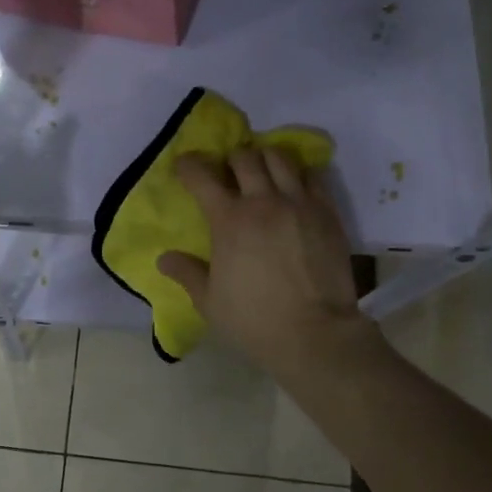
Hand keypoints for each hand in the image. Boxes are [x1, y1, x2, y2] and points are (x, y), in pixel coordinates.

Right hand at [158, 147, 379, 386]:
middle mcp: (263, 201)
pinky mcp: (327, 212)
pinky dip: (299, 173)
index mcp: (229, 220)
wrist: (315, 334)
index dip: (189, 165)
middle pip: (244, 157)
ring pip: (280, 157)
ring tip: (263, 172)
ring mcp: (299, 203)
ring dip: (266, 158)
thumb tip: (164, 259)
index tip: (185, 166)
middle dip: (231, 159)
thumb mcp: (209, 302)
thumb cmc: (254, 320)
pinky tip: (294, 187)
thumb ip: (187, 273)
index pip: (202, 176)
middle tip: (229, 173)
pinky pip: (313, 175)